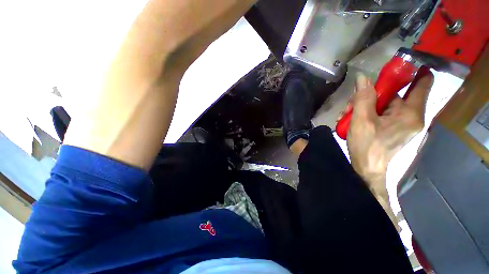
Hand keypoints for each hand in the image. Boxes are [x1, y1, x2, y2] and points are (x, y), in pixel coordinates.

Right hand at [344, 71, 433, 195]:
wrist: (366, 169)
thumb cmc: (367, 146)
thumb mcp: (361, 120)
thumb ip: (363, 98)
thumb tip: (362, 77)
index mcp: (410, 113)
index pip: (422, 83)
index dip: (413, 70)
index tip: (395, 66)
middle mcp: (411, 116)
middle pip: (393, 94)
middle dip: (370, 95)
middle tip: (350, 104)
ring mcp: (401, 122)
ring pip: (383, 103)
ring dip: (362, 106)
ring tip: (345, 116)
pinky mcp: (392, 127)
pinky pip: (380, 113)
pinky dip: (365, 113)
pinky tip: (350, 119)